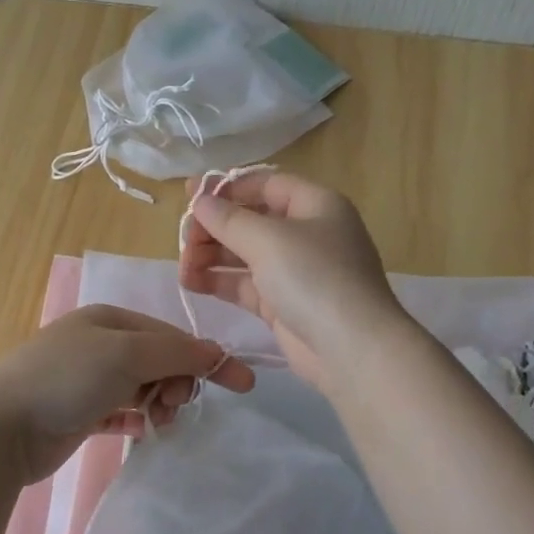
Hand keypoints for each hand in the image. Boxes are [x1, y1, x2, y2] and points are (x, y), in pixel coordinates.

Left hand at [0, 305, 255, 481]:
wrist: (0, 426)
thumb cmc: (67, 378)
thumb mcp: (127, 355)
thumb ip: (175, 353)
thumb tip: (216, 354)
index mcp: (110, 320)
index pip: (171, 334)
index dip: (205, 357)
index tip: (242, 384)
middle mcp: (98, 344)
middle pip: (158, 360)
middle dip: (177, 382)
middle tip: (174, 405)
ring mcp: (85, 379)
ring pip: (141, 387)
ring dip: (159, 402)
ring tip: (158, 422)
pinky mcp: (77, 413)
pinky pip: (120, 411)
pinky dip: (136, 418)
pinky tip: (142, 430)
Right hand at [178, 170, 406, 387]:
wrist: (351, 348)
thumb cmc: (314, 277)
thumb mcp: (268, 239)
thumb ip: (229, 219)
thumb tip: (199, 200)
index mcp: (315, 205)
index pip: (266, 185)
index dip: (228, 188)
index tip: (192, 198)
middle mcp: (307, 234)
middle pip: (251, 220)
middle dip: (215, 227)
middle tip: (183, 239)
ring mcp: (296, 271)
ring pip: (245, 254)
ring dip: (212, 256)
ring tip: (183, 266)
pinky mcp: (283, 304)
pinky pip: (246, 285)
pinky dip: (220, 281)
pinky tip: (191, 282)